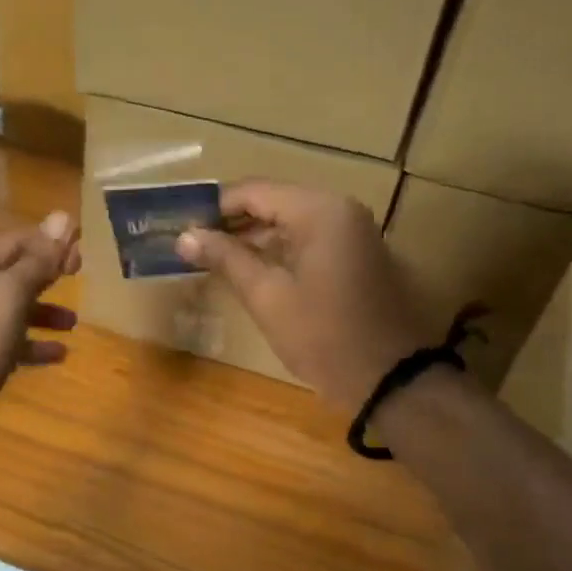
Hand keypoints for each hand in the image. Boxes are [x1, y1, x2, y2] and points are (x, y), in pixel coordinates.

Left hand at [0, 212, 80, 462]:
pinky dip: (28, 344)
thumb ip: (38, 259)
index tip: (84, 253)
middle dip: (46, 276)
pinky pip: (2, 341)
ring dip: (41, 312)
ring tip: (73, 322)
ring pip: (6, 308)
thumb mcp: (8, 297)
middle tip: (82, 276)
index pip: (11, 241)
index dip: (49, 244)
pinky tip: (57, 354)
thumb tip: (64, 217)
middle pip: (7, 272)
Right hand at [176, 181, 424, 411]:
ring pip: (289, 221)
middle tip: (192, 243)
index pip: (253, 192)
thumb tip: (185, 236)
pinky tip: (248, 269)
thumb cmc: (324, 336)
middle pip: (273, 202)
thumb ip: (226, 259)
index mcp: (319, 211)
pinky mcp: (355, 254)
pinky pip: (307, 239)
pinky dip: (278, 250)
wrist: (390, 378)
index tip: (181, 226)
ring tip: (211, 258)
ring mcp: (352, 231)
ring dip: (253, 237)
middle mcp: (338, 209)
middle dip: (231, 222)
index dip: (213, 207)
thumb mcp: (268, 297)